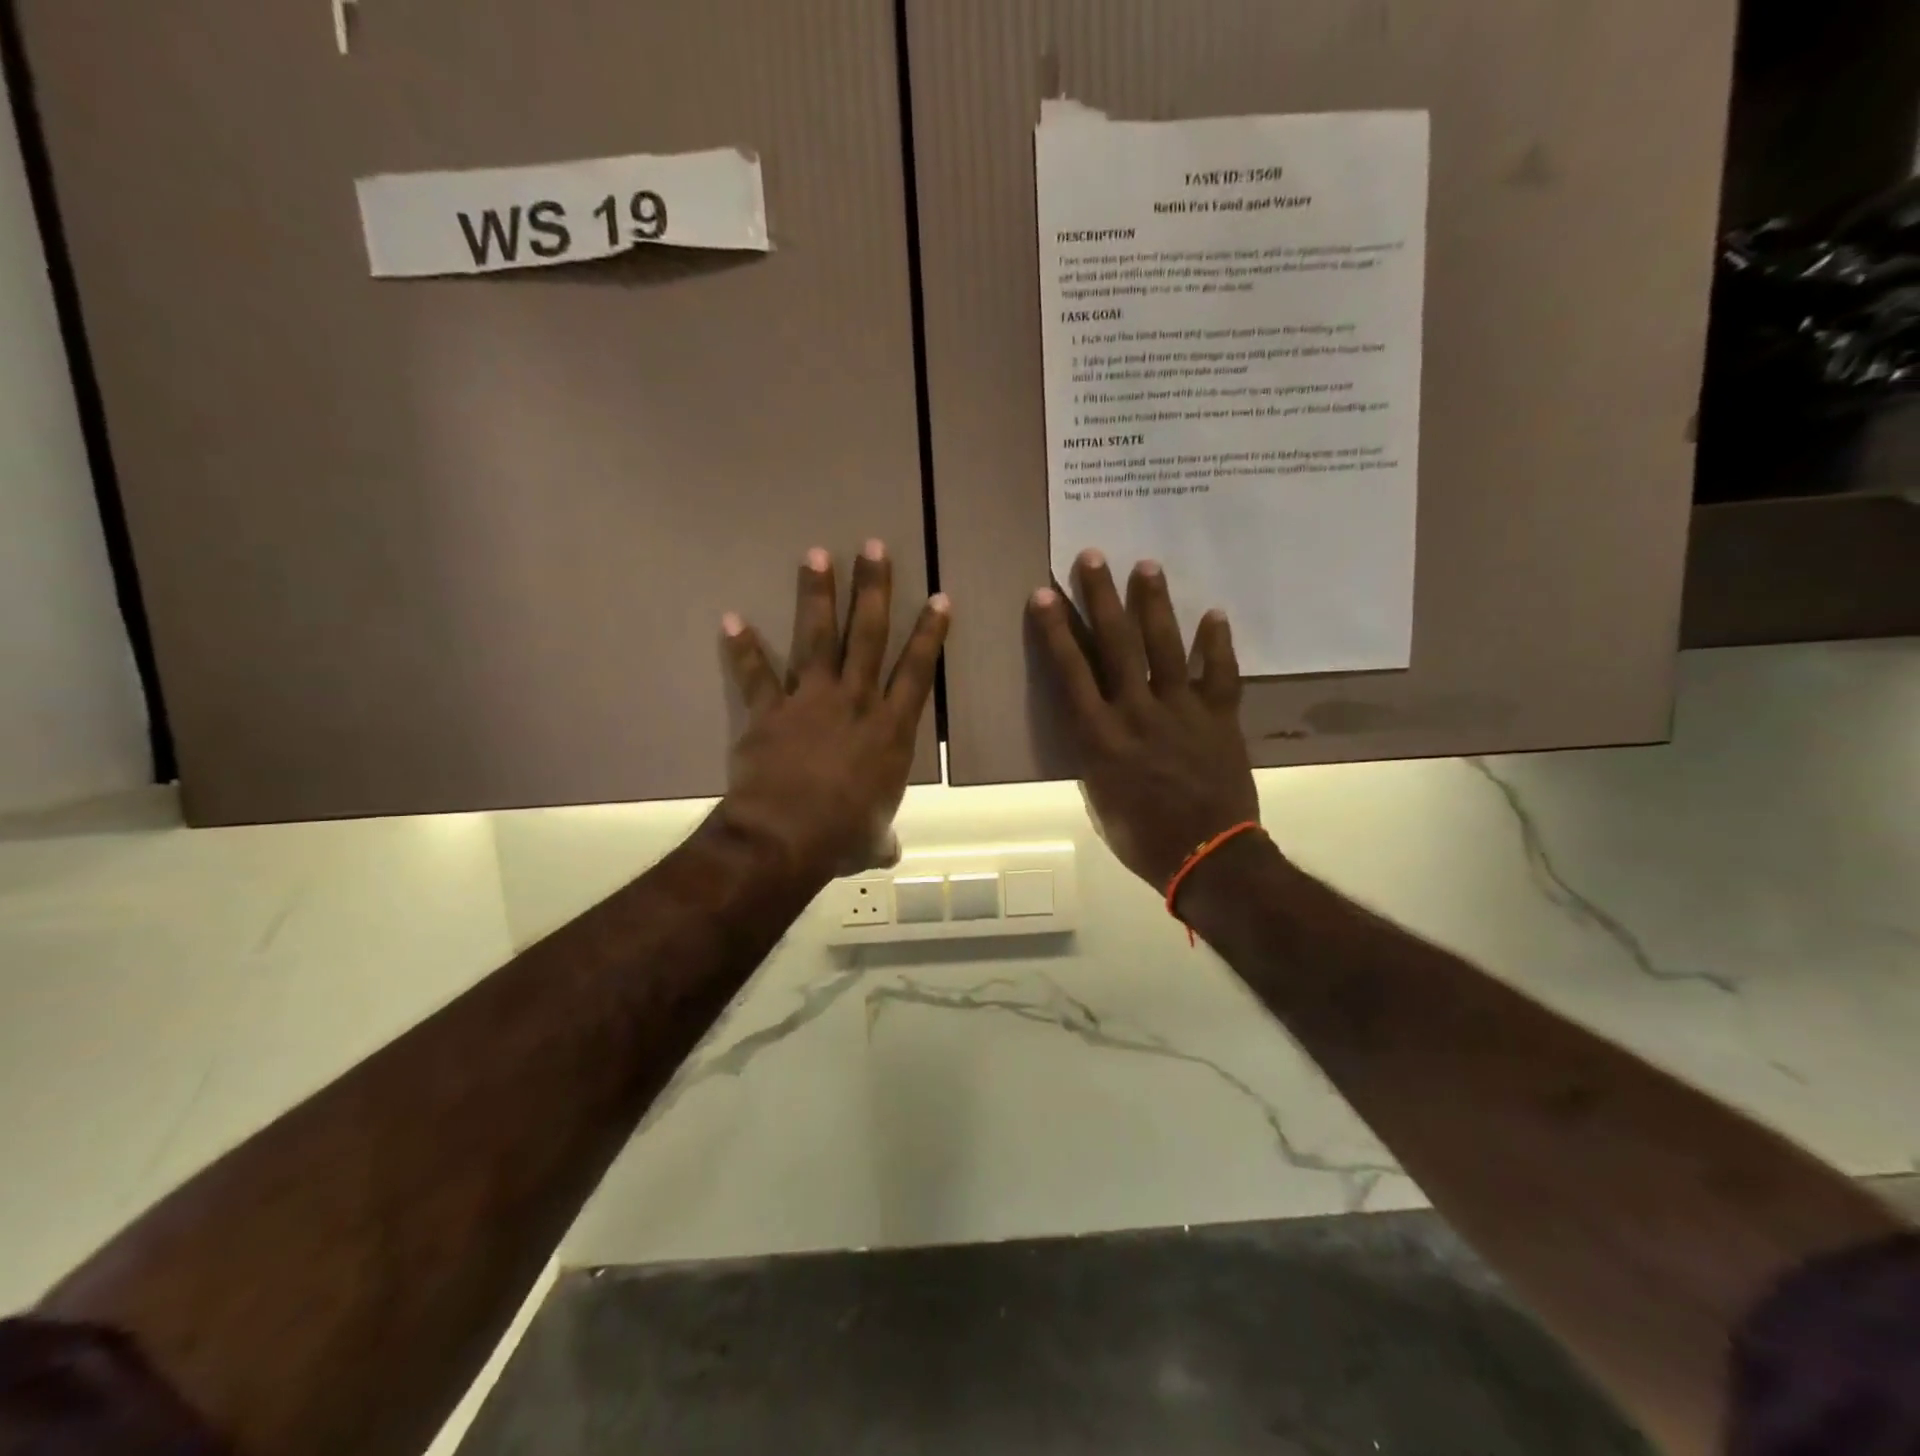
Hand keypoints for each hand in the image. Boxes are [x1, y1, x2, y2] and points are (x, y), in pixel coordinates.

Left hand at [718, 541, 949, 881]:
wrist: (786, 837)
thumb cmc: (841, 836)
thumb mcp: (871, 840)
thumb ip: (881, 838)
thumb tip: (887, 853)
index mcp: (890, 731)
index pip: (918, 671)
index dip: (930, 634)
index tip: (939, 598)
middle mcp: (855, 703)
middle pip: (869, 636)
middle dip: (874, 590)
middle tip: (875, 547)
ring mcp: (811, 701)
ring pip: (818, 638)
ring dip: (817, 595)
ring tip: (816, 555)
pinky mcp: (769, 712)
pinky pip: (756, 674)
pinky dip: (743, 648)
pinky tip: (731, 618)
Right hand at [1029, 550, 1258, 891]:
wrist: (1209, 859)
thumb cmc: (1143, 838)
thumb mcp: (1099, 800)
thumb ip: (1095, 756)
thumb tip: (1097, 727)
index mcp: (1101, 737)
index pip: (1072, 672)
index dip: (1057, 631)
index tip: (1045, 594)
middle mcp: (1138, 712)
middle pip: (1117, 646)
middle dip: (1102, 598)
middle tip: (1092, 558)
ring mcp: (1183, 711)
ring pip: (1166, 647)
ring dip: (1154, 605)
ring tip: (1146, 565)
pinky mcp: (1220, 718)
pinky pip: (1221, 674)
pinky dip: (1219, 644)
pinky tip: (1214, 613)